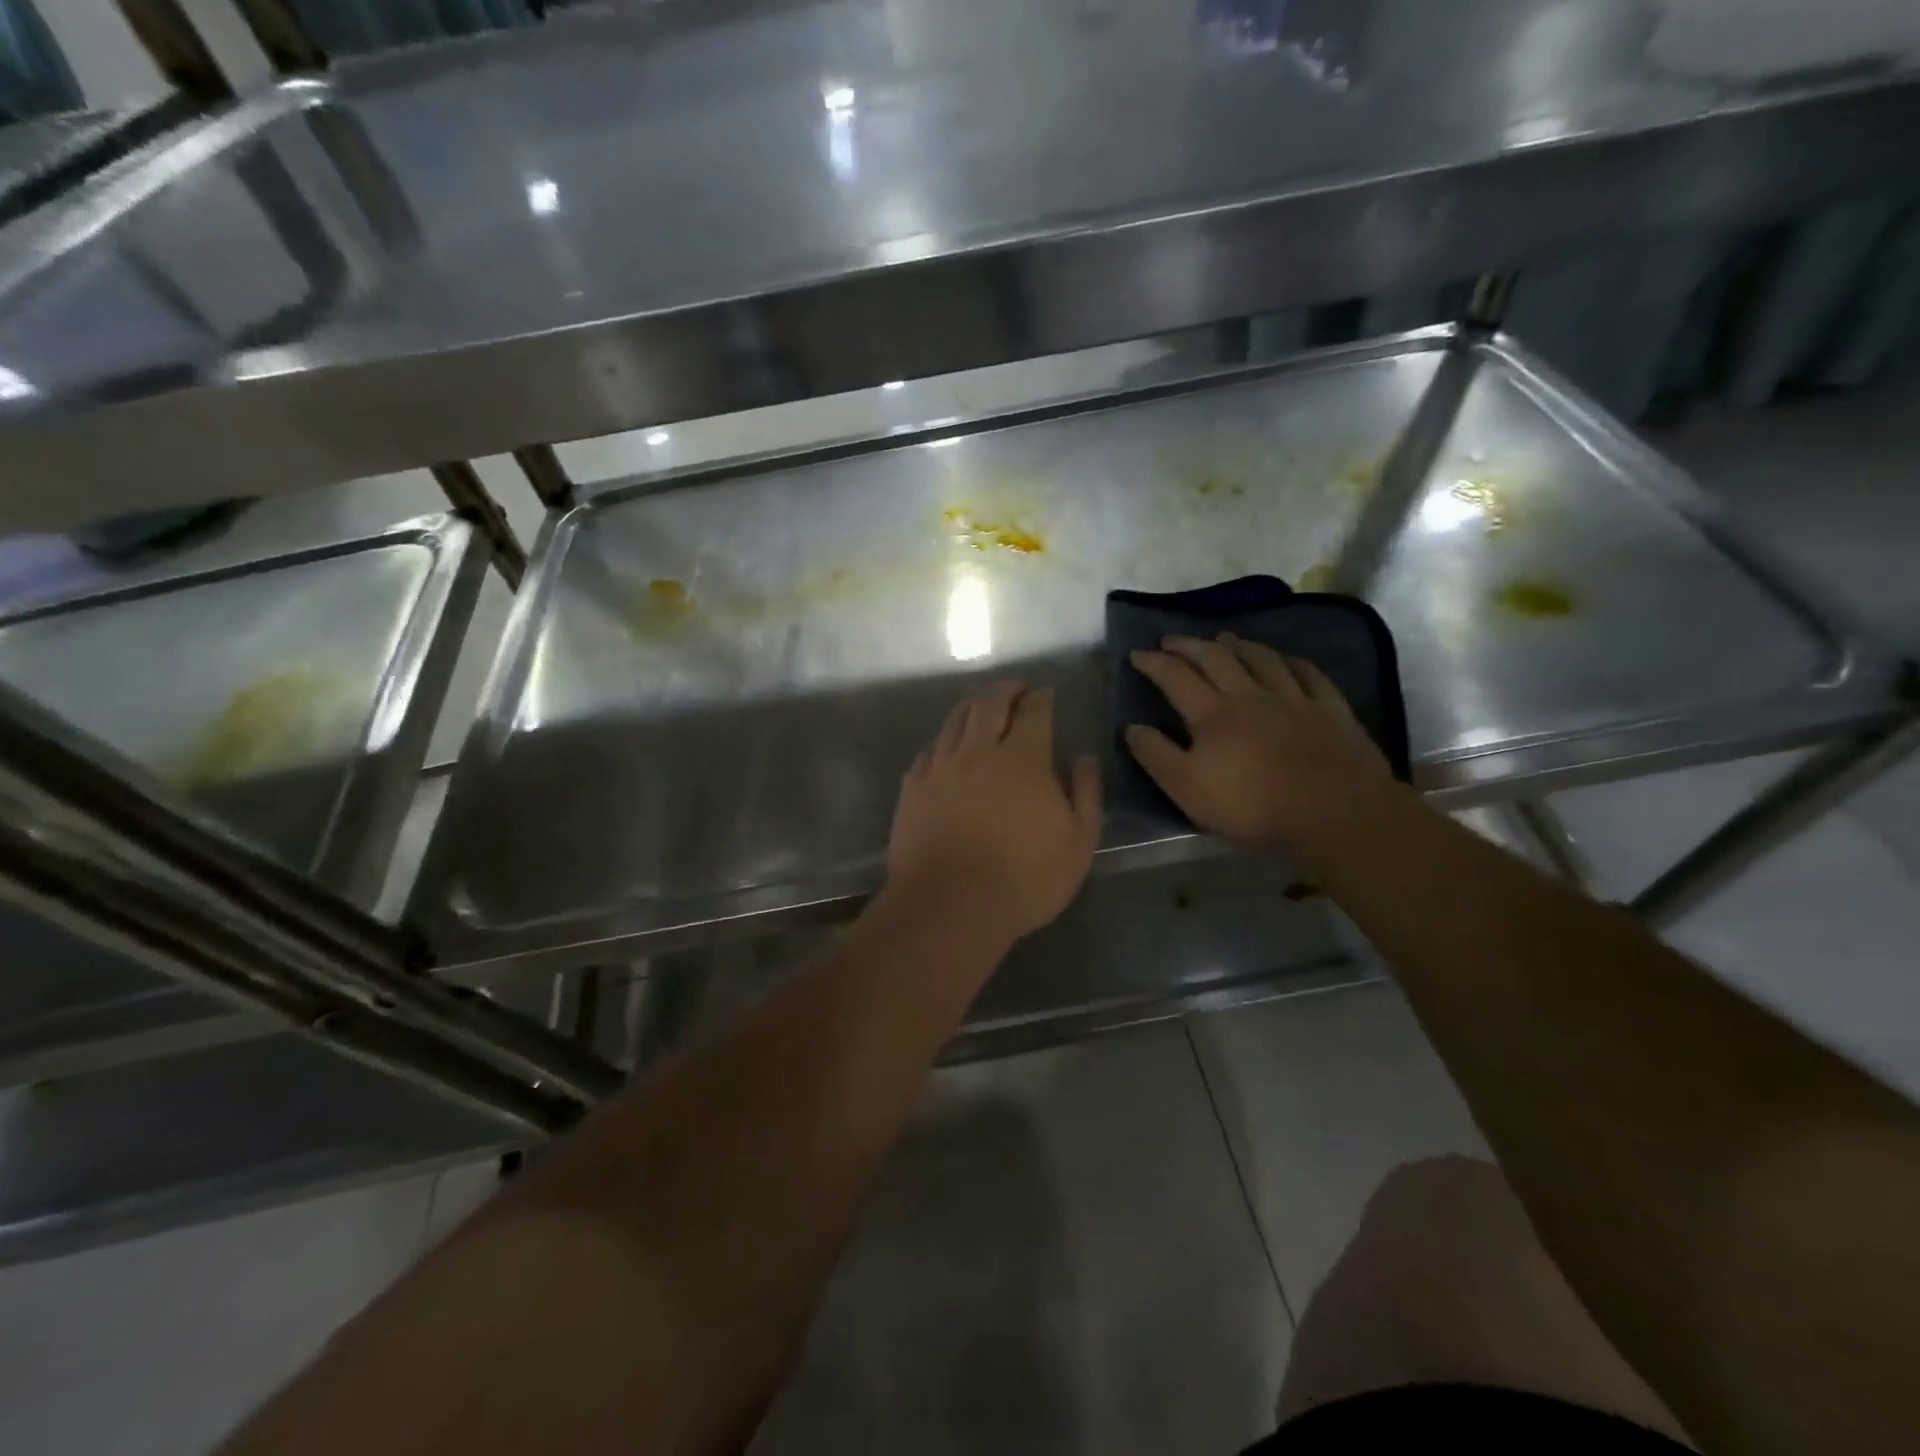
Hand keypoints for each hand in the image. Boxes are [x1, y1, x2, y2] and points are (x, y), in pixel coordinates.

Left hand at [887, 682, 1101, 942]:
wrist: (950, 905)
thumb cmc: (1024, 879)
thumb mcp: (1078, 843)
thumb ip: (1085, 794)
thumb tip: (1084, 758)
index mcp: (1023, 759)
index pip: (1034, 713)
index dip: (1041, 699)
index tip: (1046, 694)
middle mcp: (978, 751)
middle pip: (990, 704)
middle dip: (1006, 690)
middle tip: (1015, 689)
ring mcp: (940, 768)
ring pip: (955, 720)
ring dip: (973, 706)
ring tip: (981, 704)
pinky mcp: (913, 788)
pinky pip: (929, 750)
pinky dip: (943, 739)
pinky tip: (946, 745)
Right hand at [1126, 633, 1396, 858]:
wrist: (1334, 812)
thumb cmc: (1252, 806)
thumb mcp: (1188, 789)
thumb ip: (1156, 756)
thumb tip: (1131, 727)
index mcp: (1213, 714)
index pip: (1176, 677)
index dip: (1154, 662)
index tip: (1136, 653)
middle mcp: (1250, 695)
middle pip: (1216, 659)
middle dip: (1190, 645)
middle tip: (1172, 639)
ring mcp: (1294, 699)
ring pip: (1262, 659)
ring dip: (1239, 645)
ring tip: (1224, 637)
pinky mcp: (1330, 710)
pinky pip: (1310, 675)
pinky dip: (1292, 662)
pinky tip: (1286, 659)